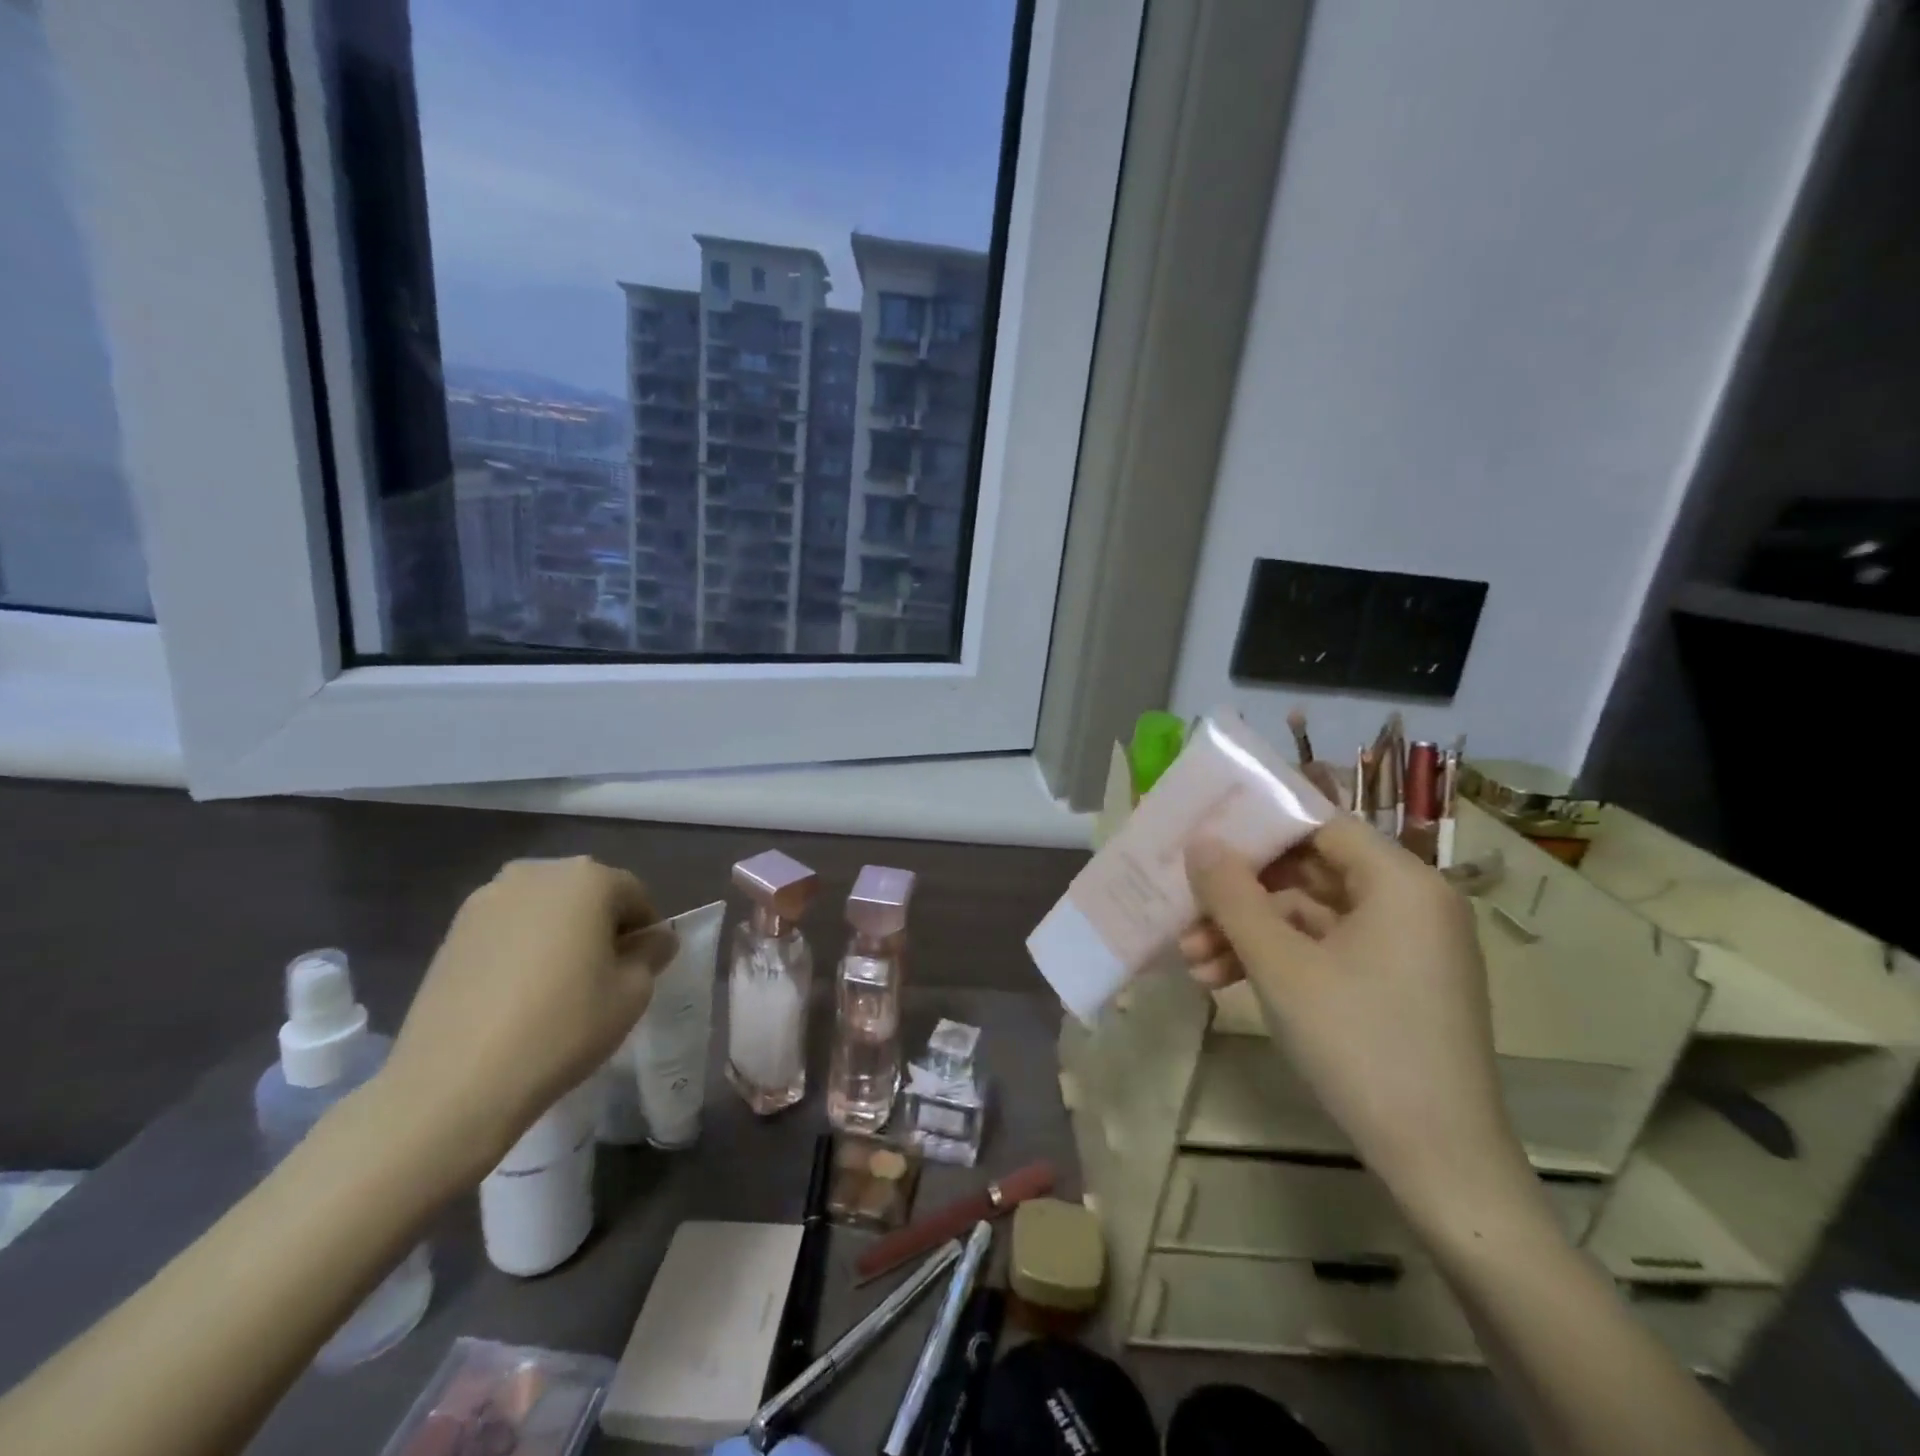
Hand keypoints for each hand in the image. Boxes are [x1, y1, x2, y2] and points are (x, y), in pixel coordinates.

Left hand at [378, 856, 674, 1177]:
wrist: (455, 1082)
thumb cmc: (563, 1027)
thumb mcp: (632, 994)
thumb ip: (651, 954)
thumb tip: (655, 939)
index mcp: (589, 878)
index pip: (634, 895)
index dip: (644, 931)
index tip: (640, 968)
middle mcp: (538, 873)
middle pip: (587, 893)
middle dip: (600, 925)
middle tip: (601, 975)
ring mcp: (488, 898)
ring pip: (544, 908)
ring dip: (560, 933)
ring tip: (557, 985)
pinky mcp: (452, 930)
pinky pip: (508, 928)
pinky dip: (522, 947)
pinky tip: (519, 993)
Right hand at [1181, 820, 1535, 1229]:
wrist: (1440, 1165)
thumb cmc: (1359, 1044)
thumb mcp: (1280, 965)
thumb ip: (1233, 896)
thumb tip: (1200, 843)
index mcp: (1401, 881)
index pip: (1319, 824)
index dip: (1257, 825)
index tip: (1202, 836)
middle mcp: (1410, 903)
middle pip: (1308, 871)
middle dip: (1239, 895)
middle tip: (1184, 908)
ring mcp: (1404, 947)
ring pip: (1308, 916)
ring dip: (1247, 934)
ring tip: (1191, 961)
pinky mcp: (1393, 984)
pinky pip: (1325, 951)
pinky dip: (1276, 961)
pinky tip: (1222, 982)